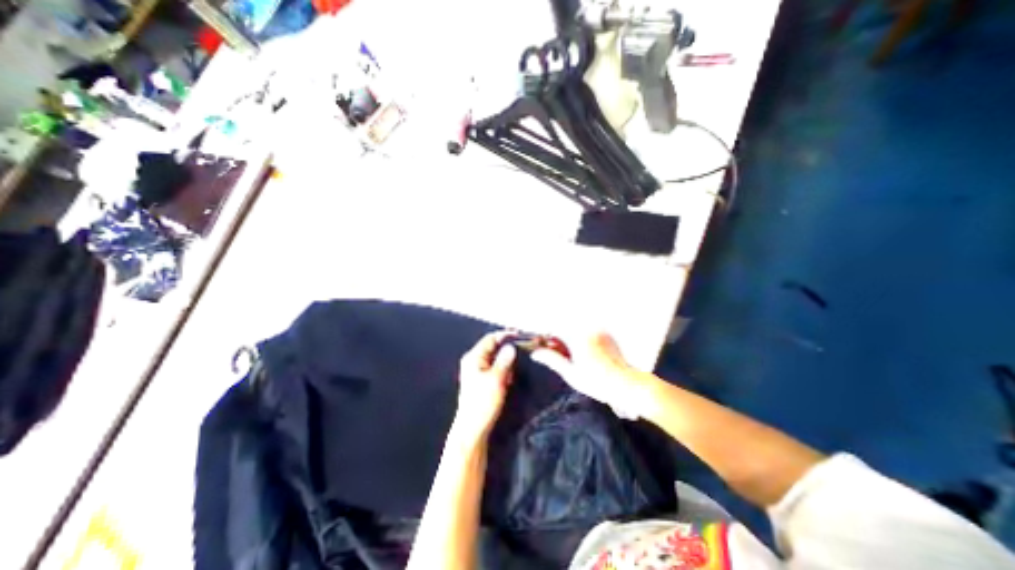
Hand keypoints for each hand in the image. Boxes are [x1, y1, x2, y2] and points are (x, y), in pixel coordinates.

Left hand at [454, 332, 515, 438]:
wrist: (473, 429)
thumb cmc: (482, 404)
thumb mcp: (496, 379)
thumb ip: (504, 360)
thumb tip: (511, 347)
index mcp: (473, 357)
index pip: (490, 338)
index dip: (505, 335)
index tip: (520, 335)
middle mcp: (473, 361)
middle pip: (492, 347)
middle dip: (507, 347)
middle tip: (523, 348)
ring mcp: (476, 371)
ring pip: (494, 358)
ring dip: (506, 359)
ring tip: (519, 362)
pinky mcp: (480, 381)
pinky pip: (494, 368)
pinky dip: (503, 368)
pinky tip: (511, 376)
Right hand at [533, 331, 648, 420]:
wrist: (627, 385)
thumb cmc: (597, 382)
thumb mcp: (571, 374)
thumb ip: (552, 359)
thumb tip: (535, 353)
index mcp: (578, 337)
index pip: (555, 328)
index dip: (545, 336)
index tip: (540, 345)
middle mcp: (589, 329)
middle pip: (565, 328)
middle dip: (557, 339)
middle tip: (554, 353)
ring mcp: (599, 331)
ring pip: (576, 330)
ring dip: (568, 340)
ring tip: (570, 357)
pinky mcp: (606, 335)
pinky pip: (587, 332)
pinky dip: (580, 339)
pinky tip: (583, 354)